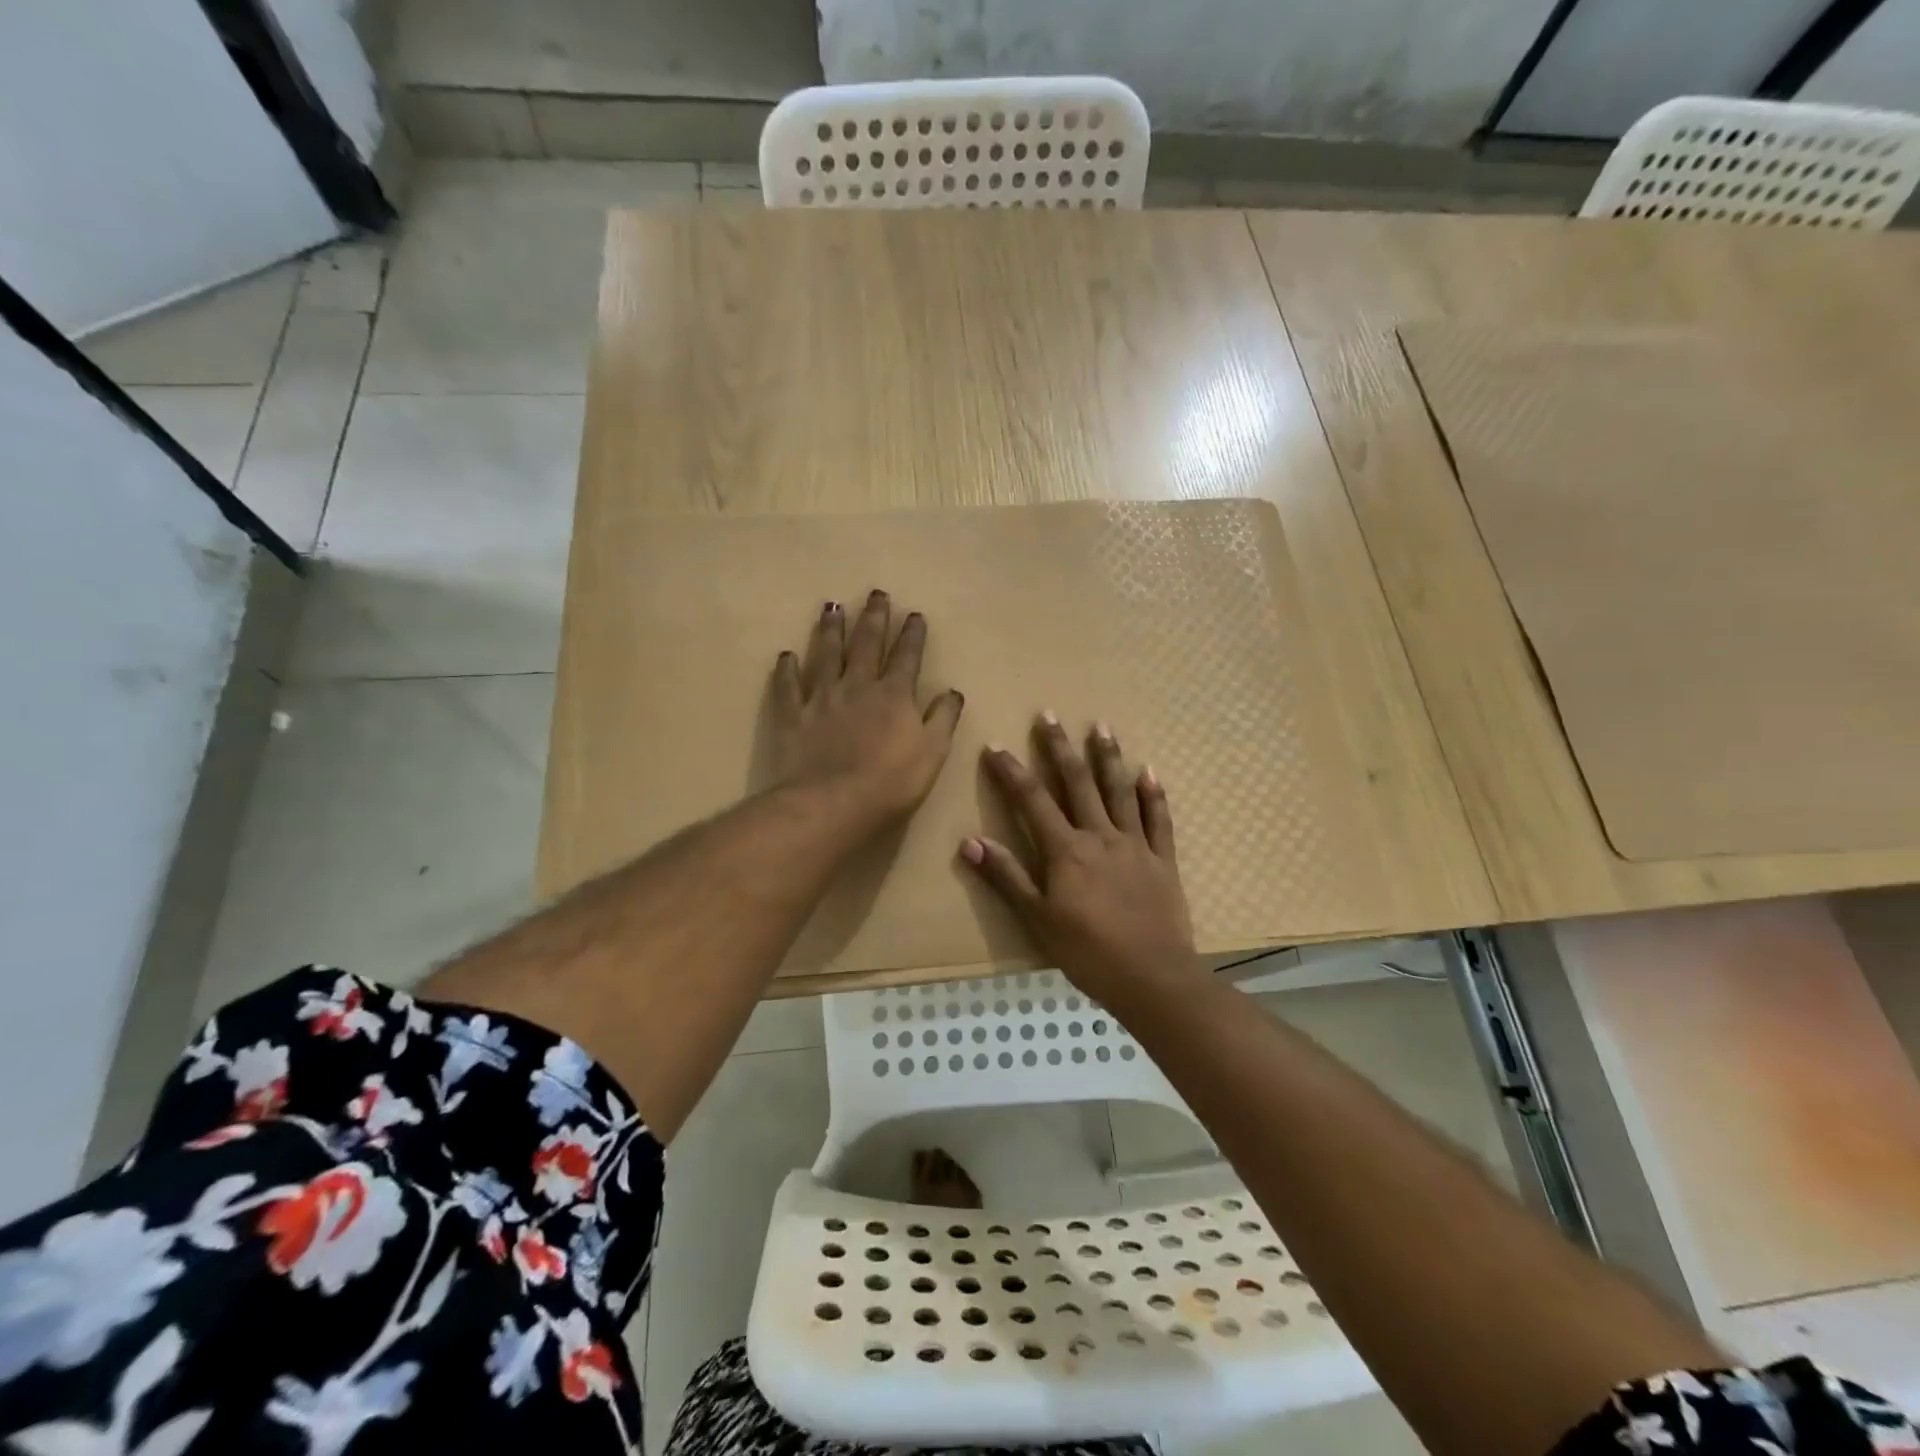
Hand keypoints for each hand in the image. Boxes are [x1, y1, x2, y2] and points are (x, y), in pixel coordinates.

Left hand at [768, 591, 964, 832]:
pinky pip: (788, 687)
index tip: (913, 614)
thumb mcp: (932, 753)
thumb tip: (952, 692)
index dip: (912, 635)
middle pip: (866, 644)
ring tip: (832, 607)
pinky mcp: (792, 716)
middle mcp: (857, 686)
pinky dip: (787, 669)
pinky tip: (786, 655)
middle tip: (875, 593)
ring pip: (826, 655)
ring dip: (830, 630)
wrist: (832, 803)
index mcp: (894, 695)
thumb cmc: (890, 782)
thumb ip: (943, 719)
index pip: (907, 657)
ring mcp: (821, 698)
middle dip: (873, 618)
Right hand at [961, 714, 1199, 1001]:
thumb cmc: (1088, 952)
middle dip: (1060, 747)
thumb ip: (1006, 877)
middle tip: (1050, 714)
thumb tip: (969, 841)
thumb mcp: (1037, 919)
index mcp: (1066, 850)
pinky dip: (1154, 794)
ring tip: (1101, 727)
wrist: (1152, 977)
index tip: (996, 745)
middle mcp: (1100, 836)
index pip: (1032, 800)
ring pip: (1119, 791)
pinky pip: (1159, 819)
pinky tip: (1150, 772)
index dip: (1012, 771)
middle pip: (1077, 783)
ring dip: (1109, 757)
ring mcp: (1135, 844)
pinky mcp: (1163, 859)